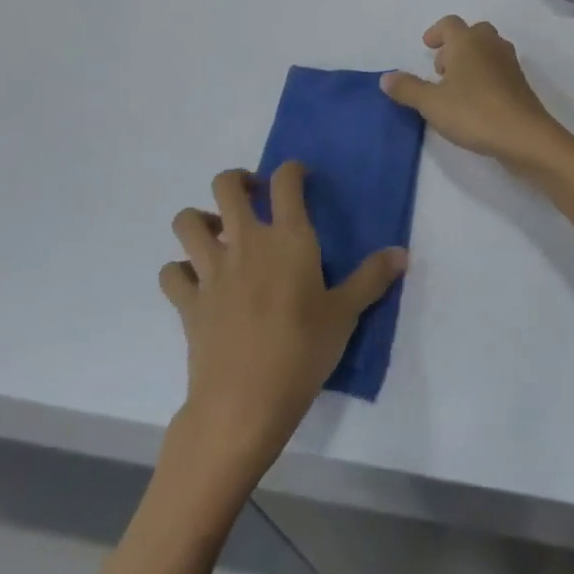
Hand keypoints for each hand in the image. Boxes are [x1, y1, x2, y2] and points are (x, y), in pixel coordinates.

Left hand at [159, 164, 405, 476]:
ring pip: (187, 221)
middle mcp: (245, 242)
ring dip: (200, 220)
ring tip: (219, 236)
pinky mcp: (187, 301)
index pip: (286, 181)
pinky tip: (196, 283)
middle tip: (253, 198)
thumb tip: (403, 253)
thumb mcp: (345, 314)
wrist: (244, 403)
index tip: (299, 178)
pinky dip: (180, 271)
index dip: (292, 170)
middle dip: (237, 181)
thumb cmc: (302, 351)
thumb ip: (372, 278)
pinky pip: (171, 272)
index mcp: (288, 238)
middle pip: (225, 186)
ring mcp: (210, 270)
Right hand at [382, 16, 573, 174]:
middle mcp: (490, 45)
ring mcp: (509, 63)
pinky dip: (484, 75)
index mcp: (467, 42)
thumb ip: (407, 88)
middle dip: (455, 46)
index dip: (436, 32)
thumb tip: (386, 77)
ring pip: (487, 50)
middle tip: (441, 70)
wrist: (524, 136)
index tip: (427, 47)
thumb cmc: (474, 112)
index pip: (450, 23)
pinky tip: (475, 102)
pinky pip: (498, 69)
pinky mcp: (520, 83)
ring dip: (470, 60)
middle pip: (473, 32)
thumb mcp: (431, 103)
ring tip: (455, 87)